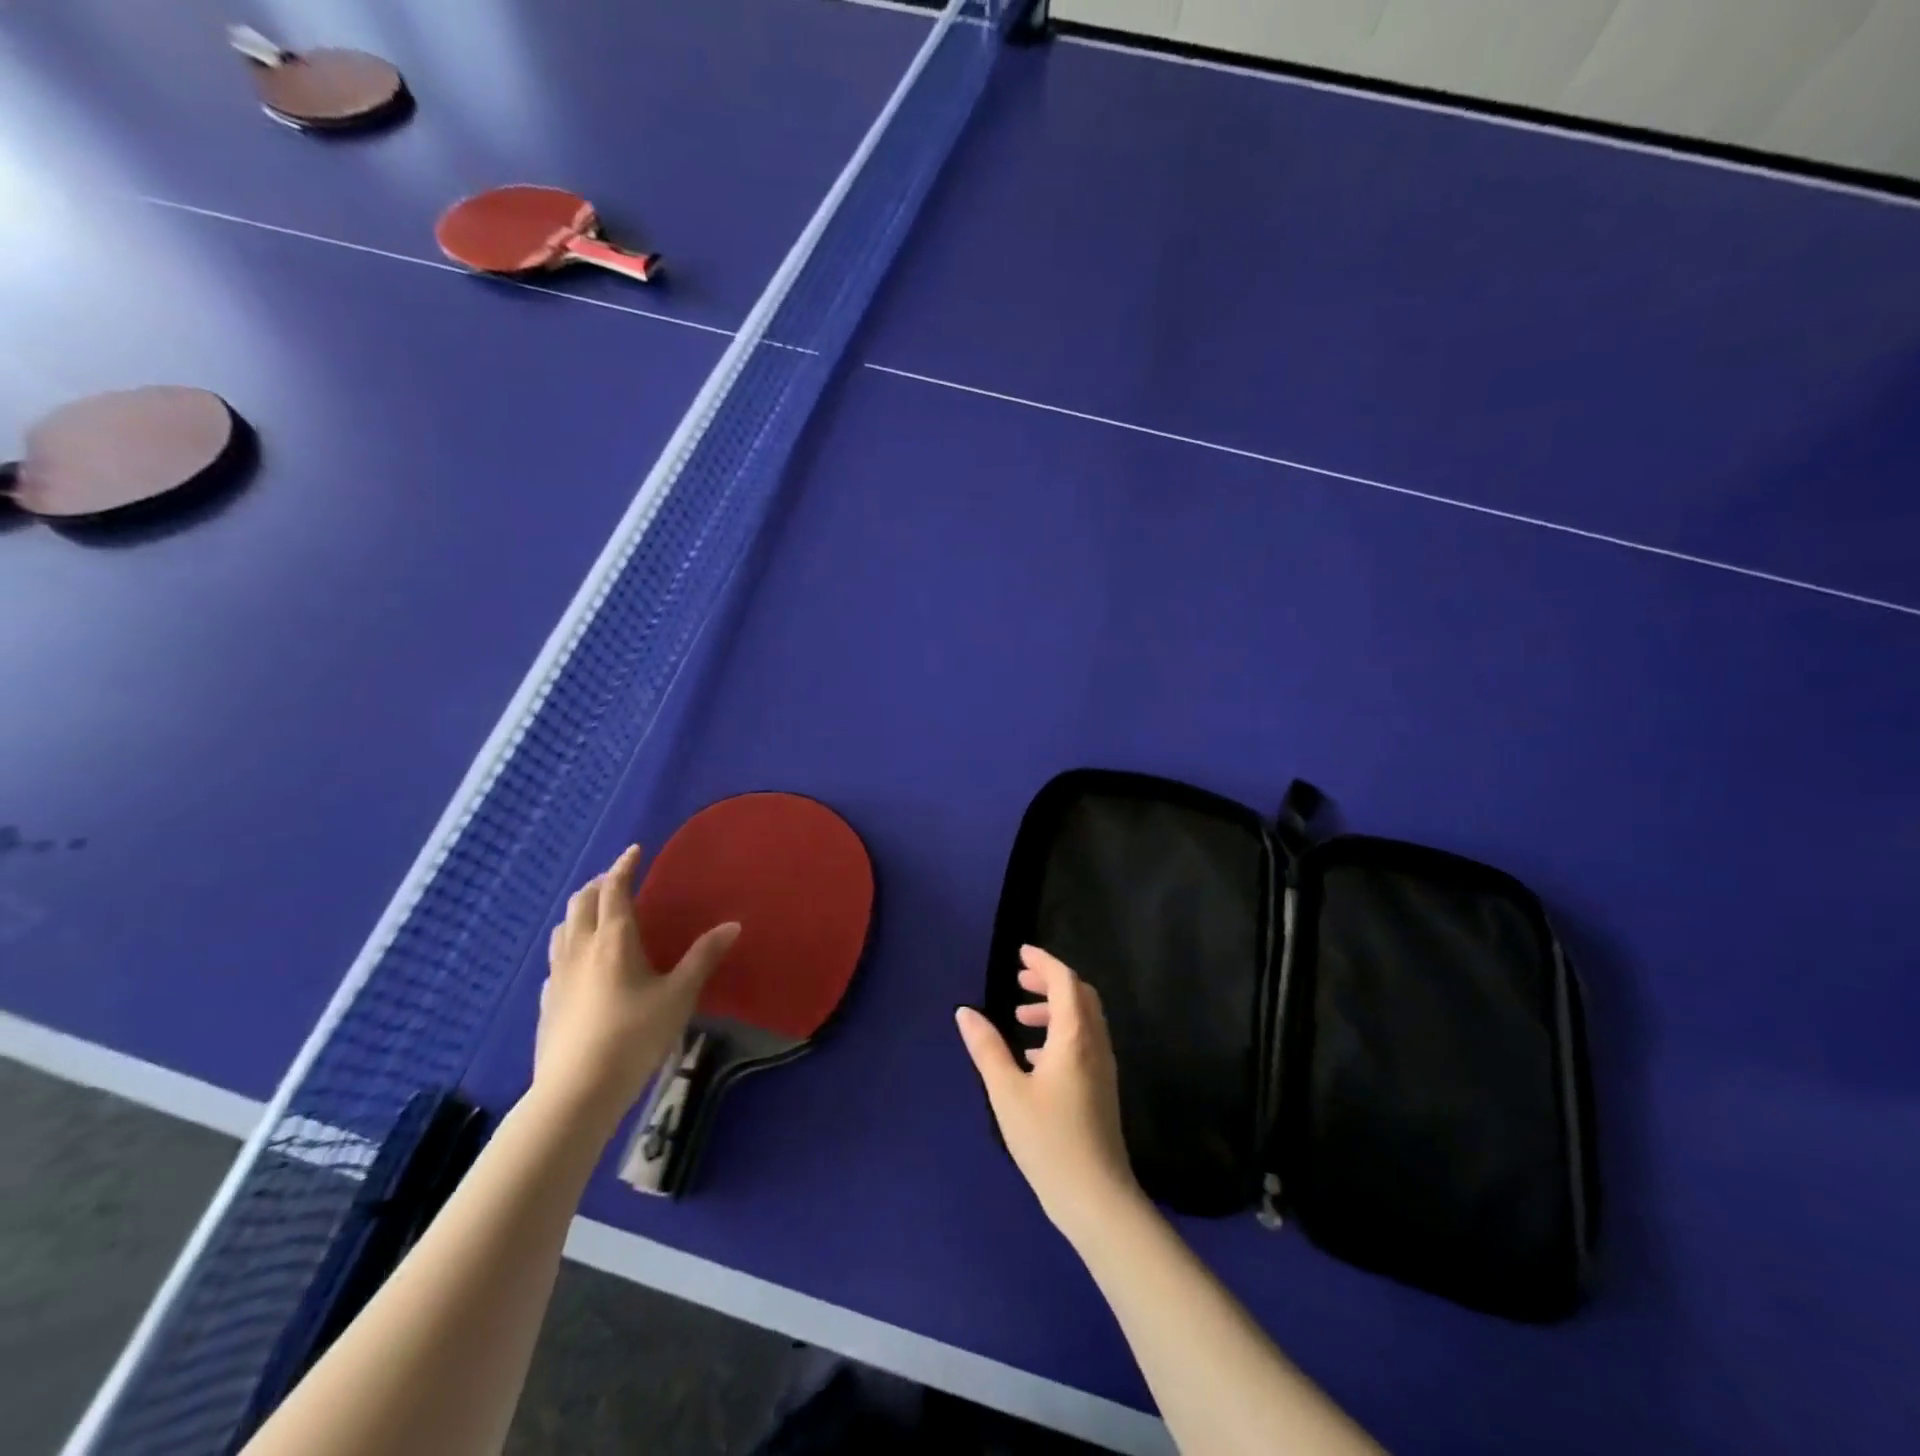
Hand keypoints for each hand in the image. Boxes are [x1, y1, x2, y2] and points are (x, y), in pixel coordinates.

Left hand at [536, 844, 739, 1131]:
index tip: (634, 851)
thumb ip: (703, 957)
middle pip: (581, 903)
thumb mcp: (679, 996)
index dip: (623, 866)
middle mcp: (580, 948)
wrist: (577, 1091)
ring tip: (596, 913)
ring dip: (579, 911)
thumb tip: (733, 924)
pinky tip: (578, 964)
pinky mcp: (545, 1002)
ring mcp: (557, 976)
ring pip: (562, 929)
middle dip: (599, 884)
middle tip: (617, 879)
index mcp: (613, 940)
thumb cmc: (634, 1036)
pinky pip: (555, 960)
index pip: (613, 889)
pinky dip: (568, 946)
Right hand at [956, 945, 1143, 1242]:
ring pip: (1083, 1019)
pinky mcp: (1102, 1088)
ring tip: (1020, 1017)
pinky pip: (1084, 1042)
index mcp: (1075, 1036)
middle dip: (1051, 980)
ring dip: (1054, 1007)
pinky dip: (1061, 1032)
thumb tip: (965, 1012)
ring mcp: (1102, 1067)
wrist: (1096, 1198)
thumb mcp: (1007, 1093)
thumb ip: (987, 1048)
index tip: (1020, 953)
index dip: (1044, 962)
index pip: (1065, 981)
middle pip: (1079, 995)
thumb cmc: (1049, 1140)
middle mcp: (1095, 1044)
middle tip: (1020, 979)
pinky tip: (1034, 1056)